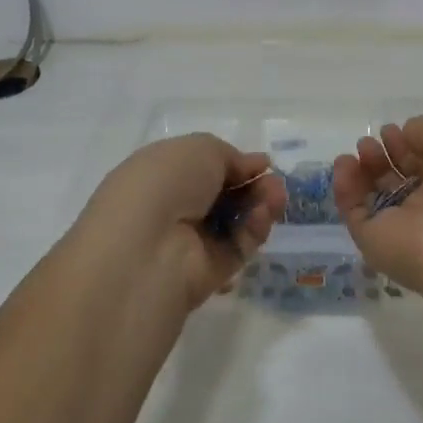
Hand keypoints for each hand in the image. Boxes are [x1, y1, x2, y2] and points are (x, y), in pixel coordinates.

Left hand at [67, 135, 287, 310]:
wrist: (146, 249)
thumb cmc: (164, 184)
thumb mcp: (200, 149)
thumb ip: (231, 156)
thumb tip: (253, 166)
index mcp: (158, 175)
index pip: (201, 169)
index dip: (233, 164)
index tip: (262, 164)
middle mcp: (171, 209)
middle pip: (223, 195)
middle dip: (253, 185)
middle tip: (274, 182)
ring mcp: (189, 243)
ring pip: (235, 222)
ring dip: (260, 205)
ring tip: (276, 196)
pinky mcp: (207, 274)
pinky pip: (238, 248)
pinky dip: (254, 230)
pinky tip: (263, 216)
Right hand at [332, 103, 422, 310]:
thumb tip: (407, 138)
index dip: (412, 140)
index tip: (396, 129)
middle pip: (406, 176)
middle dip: (388, 152)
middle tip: (376, 139)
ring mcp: (411, 226)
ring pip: (380, 195)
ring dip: (366, 167)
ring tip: (362, 149)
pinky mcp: (380, 245)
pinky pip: (357, 214)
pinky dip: (345, 189)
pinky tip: (345, 165)